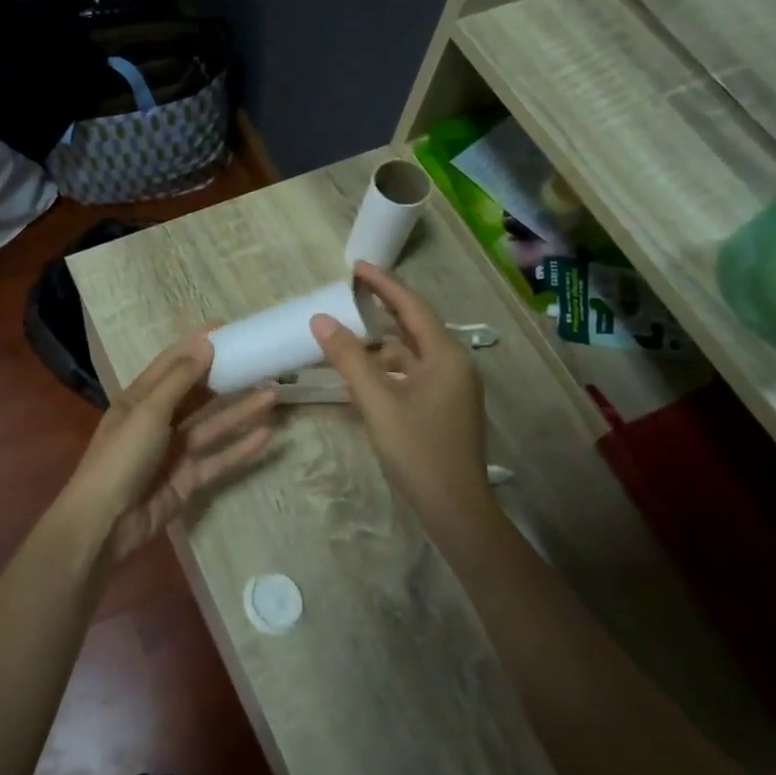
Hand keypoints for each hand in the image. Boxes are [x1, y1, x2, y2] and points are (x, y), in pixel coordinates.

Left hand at [65, 333, 276, 561]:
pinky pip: (219, 458)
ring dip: (241, 410)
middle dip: (225, 377)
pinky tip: (267, 434)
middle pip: (196, 393)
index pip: (172, 363)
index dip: (196, 345)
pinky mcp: (189, 479)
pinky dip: (242, 448)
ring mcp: (175, 451)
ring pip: (214, 424)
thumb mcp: (148, 410)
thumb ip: (180, 379)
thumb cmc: (122, 456)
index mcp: (140, 398)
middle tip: (258, 360)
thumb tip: (206, 344)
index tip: (226, 329)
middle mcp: (158, 420)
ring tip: (273, 392)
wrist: (107, 521)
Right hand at [310, 263, 490, 527]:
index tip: (356, 267)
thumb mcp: (377, 401)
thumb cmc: (417, 449)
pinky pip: (413, 375)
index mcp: (445, 355)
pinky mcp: (444, 408)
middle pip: (415, 327)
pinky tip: (365, 372)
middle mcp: (453, 365)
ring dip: (383, 341)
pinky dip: (388, 368)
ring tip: (350, 329)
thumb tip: (321, 320)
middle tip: (350, 292)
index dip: (383, 285)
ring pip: (412, 354)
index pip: (412, 307)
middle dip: (383, 309)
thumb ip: (349, 359)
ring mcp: (451, 388)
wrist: (454, 507)